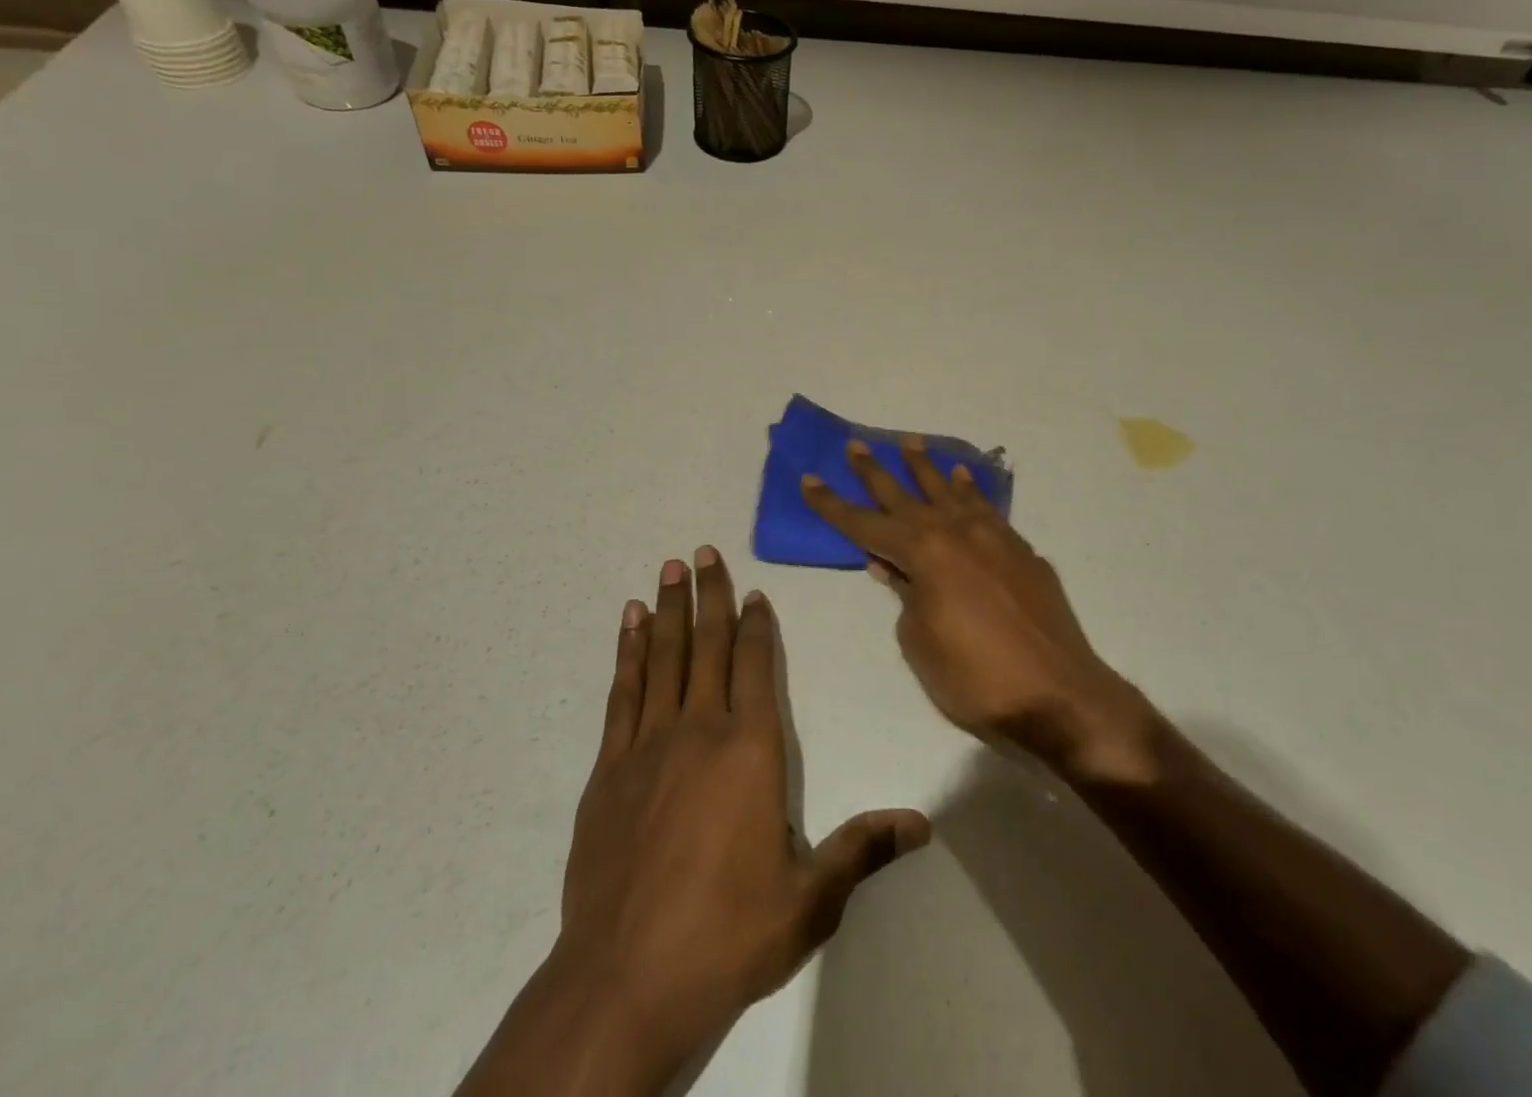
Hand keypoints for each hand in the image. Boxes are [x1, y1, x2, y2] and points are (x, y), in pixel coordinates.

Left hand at [458, 549, 928, 1096]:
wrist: (624, 979)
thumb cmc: (726, 933)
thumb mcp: (808, 901)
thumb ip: (861, 850)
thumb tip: (921, 823)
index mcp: (751, 750)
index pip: (755, 667)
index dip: (755, 625)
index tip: (752, 592)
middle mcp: (700, 730)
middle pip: (706, 645)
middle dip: (708, 594)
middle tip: (703, 551)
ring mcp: (649, 744)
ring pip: (663, 657)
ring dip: (668, 609)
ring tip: (670, 568)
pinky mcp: (610, 767)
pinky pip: (623, 691)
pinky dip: (628, 651)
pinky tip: (629, 624)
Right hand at [801, 440, 1156, 780]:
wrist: (1059, 694)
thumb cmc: (976, 678)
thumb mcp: (921, 643)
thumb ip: (904, 597)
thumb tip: (893, 568)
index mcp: (925, 553)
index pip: (865, 523)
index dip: (833, 505)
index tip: (809, 479)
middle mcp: (956, 532)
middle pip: (906, 494)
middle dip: (875, 471)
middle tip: (855, 443)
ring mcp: (993, 536)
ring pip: (949, 490)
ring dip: (926, 467)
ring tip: (909, 442)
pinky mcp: (1020, 550)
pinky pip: (986, 507)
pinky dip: (970, 489)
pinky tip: (962, 477)